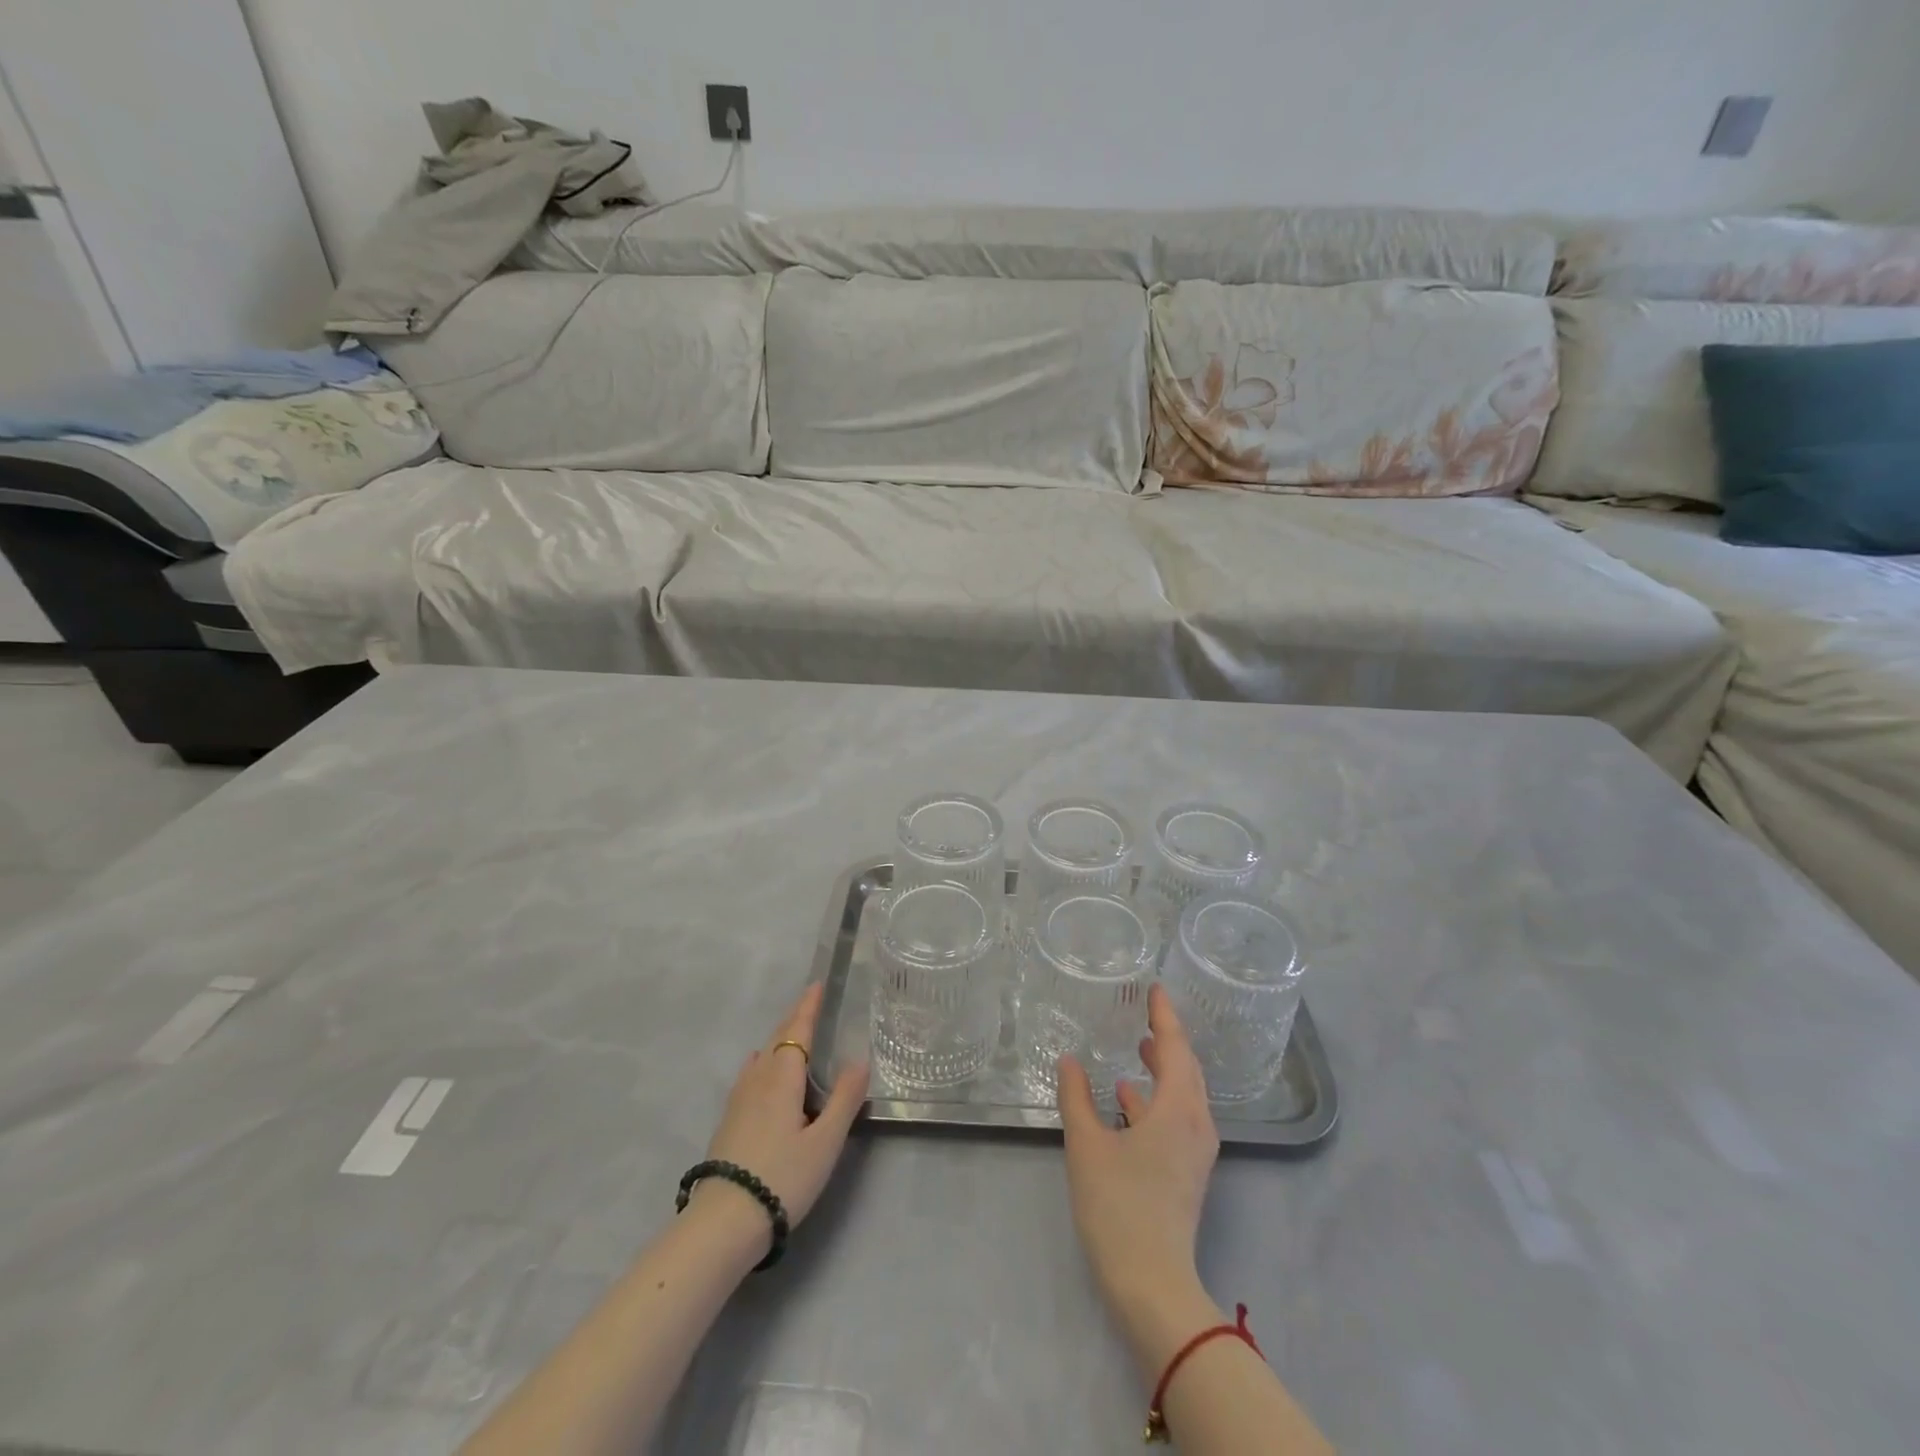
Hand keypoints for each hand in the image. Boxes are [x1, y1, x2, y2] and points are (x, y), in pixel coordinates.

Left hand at [693, 983, 869, 1238]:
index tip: (816, 984)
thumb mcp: (825, 1142)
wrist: (723, 1223)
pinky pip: (751, 1073)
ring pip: (762, 1056)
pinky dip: (764, 1060)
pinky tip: (760, 1069)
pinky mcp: (729, 1119)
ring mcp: (738, 1099)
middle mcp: (758, 1079)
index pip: (797, 1031)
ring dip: (779, 1039)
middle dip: (794, 1018)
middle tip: (810, 1001)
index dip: (808, 1007)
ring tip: (792, 1033)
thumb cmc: (782, 1177)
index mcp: (783, 1077)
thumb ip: (844, 1099)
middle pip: (777, 1039)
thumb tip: (859, 1060)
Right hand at [1057, 983, 1219, 1309]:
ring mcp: (1195, 1150)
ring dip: (1163, 1068)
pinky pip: (1178, 1117)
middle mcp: (1196, 1124)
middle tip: (1147, 1013)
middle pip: (1187, 1068)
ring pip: (1184, 1094)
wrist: (1153, 1284)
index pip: (1176, 1047)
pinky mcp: (1188, 1171)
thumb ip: (1076, 1098)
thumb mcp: (1087, 1145)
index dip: (1165, 1016)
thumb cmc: (1119, 1206)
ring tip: (1138, 1048)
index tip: (1156, 988)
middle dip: (1168, 1039)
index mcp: (1177, 1110)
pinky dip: (1156, 1099)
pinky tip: (1126, 1099)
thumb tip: (1068, 1060)